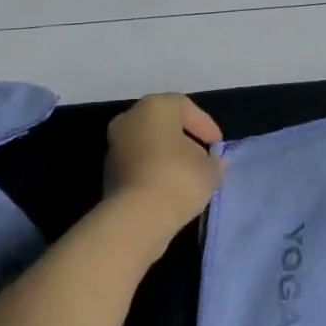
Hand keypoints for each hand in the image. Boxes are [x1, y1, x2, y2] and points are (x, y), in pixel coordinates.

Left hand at [103, 94, 225, 239]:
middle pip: (163, 123)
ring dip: (167, 155)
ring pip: (147, 143)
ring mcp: (115, 145)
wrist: (136, 218)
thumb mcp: (209, 170)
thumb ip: (213, 162)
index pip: (184, 107)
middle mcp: (130, 118)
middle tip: (202, 157)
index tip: (216, 145)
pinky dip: (153, 170)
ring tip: (188, 176)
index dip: (204, 125)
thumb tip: (212, 162)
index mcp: (155, 107)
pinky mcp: (108, 171)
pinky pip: (137, 163)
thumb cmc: (177, 180)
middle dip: (184, 139)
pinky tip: (169, 188)